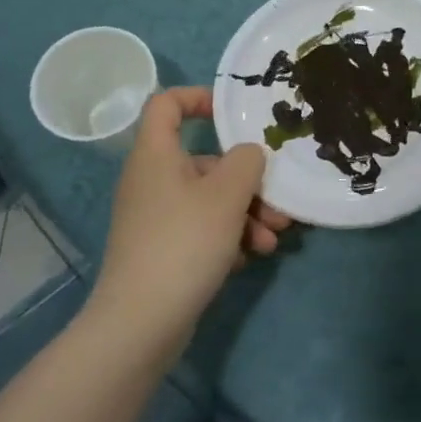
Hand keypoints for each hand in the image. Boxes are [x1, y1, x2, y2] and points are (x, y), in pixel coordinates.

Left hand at [91, 88, 293, 339]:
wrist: (141, 323)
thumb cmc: (184, 243)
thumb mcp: (227, 195)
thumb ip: (246, 162)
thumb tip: (248, 154)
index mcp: (156, 155)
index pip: (166, 104)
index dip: (199, 98)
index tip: (233, 113)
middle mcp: (152, 181)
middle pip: (204, 162)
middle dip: (248, 182)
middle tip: (279, 205)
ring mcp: (156, 218)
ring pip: (210, 200)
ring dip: (247, 215)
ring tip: (273, 240)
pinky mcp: (162, 250)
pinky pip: (201, 230)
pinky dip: (228, 238)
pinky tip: (248, 259)